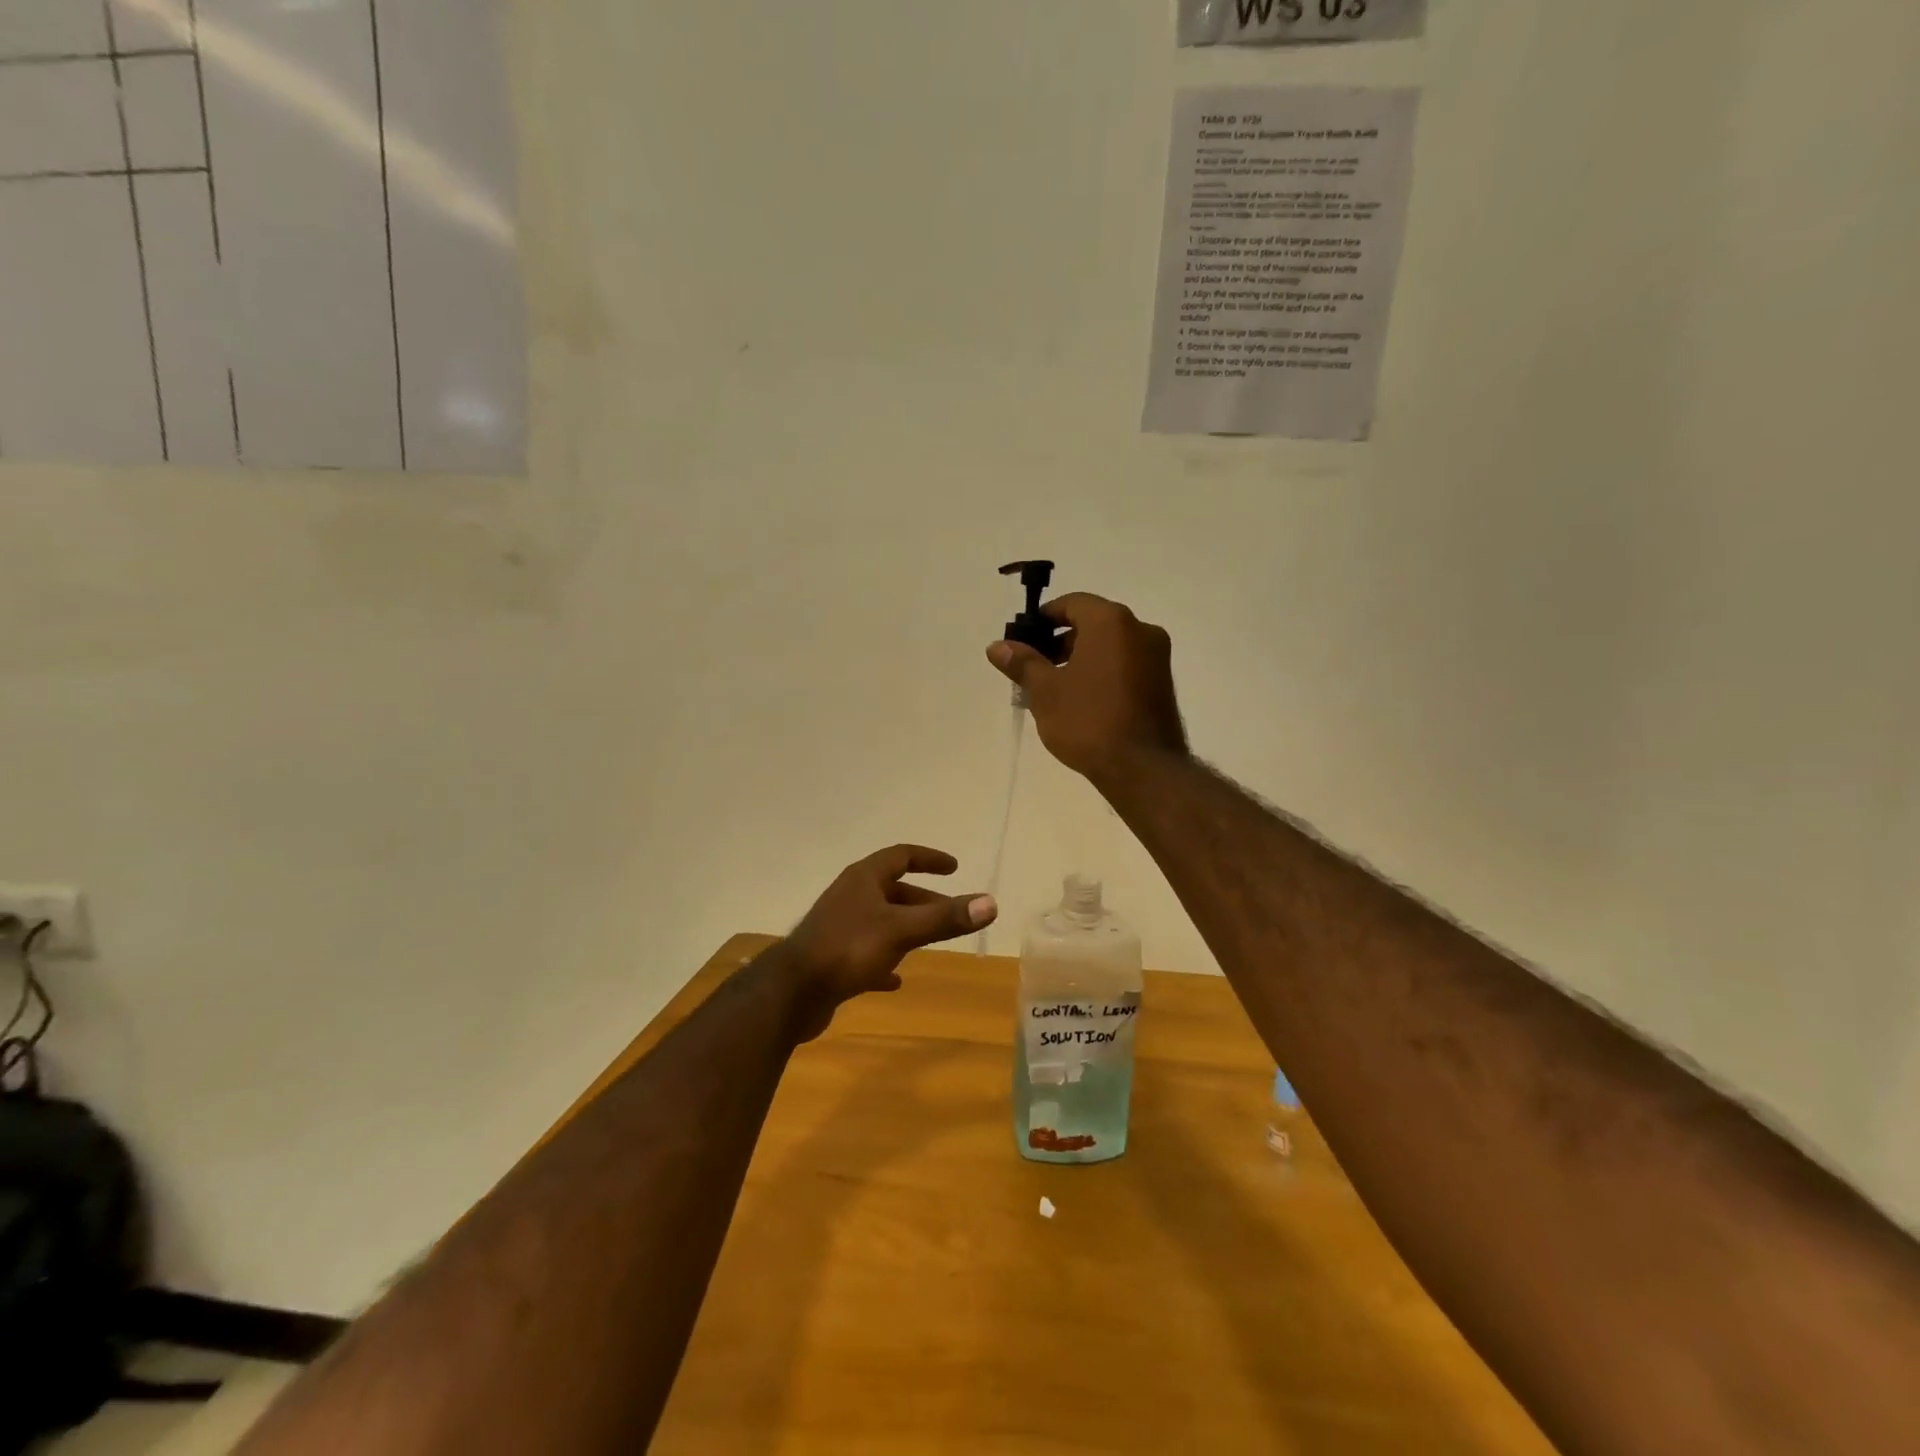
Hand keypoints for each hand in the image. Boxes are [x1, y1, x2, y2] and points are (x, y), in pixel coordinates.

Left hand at [775, 845, 995, 1040]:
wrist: (792, 993)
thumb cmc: (848, 949)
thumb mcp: (902, 930)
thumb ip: (945, 917)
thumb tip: (991, 903)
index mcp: (864, 879)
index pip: (901, 856)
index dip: (929, 859)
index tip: (954, 868)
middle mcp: (850, 897)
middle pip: (893, 890)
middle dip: (924, 900)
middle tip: (952, 914)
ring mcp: (838, 927)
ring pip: (880, 921)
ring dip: (906, 929)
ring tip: (932, 942)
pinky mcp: (832, 959)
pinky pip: (865, 953)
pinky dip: (884, 961)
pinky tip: (896, 980)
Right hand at [987, 593, 1187, 784]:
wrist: (1142, 767)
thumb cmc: (1088, 721)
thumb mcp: (1045, 691)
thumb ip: (1022, 663)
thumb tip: (997, 645)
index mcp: (1111, 622)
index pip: (1072, 603)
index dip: (1044, 618)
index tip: (1024, 641)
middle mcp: (1140, 630)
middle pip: (1092, 624)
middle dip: (1060, 643)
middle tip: (1035, 669)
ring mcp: (1157, 658)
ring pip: (1110, 647)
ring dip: (1081, 660)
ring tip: (1054, 691)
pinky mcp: (1163, 684)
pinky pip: (1125, 666)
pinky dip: (1102, 673)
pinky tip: (1082, 702)